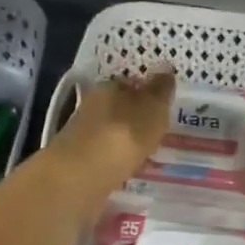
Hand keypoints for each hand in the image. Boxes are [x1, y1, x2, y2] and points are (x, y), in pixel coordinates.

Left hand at [53, 69, 176, 187]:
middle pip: (119, 109)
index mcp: (109, 86)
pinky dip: (117, 161)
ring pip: (111, 133)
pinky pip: (105, 156)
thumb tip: (166, 69)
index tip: (162, 109)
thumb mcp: (152, 108)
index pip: (131, 84)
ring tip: (147, 156)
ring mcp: (82, 134)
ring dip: (126, 142)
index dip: (147, 95)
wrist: (83, 175)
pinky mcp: (78, 160)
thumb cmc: (124, 134)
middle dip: (136, 120)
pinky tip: (129, 170)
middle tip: (157, 134)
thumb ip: (160, 90)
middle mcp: (92, 105)